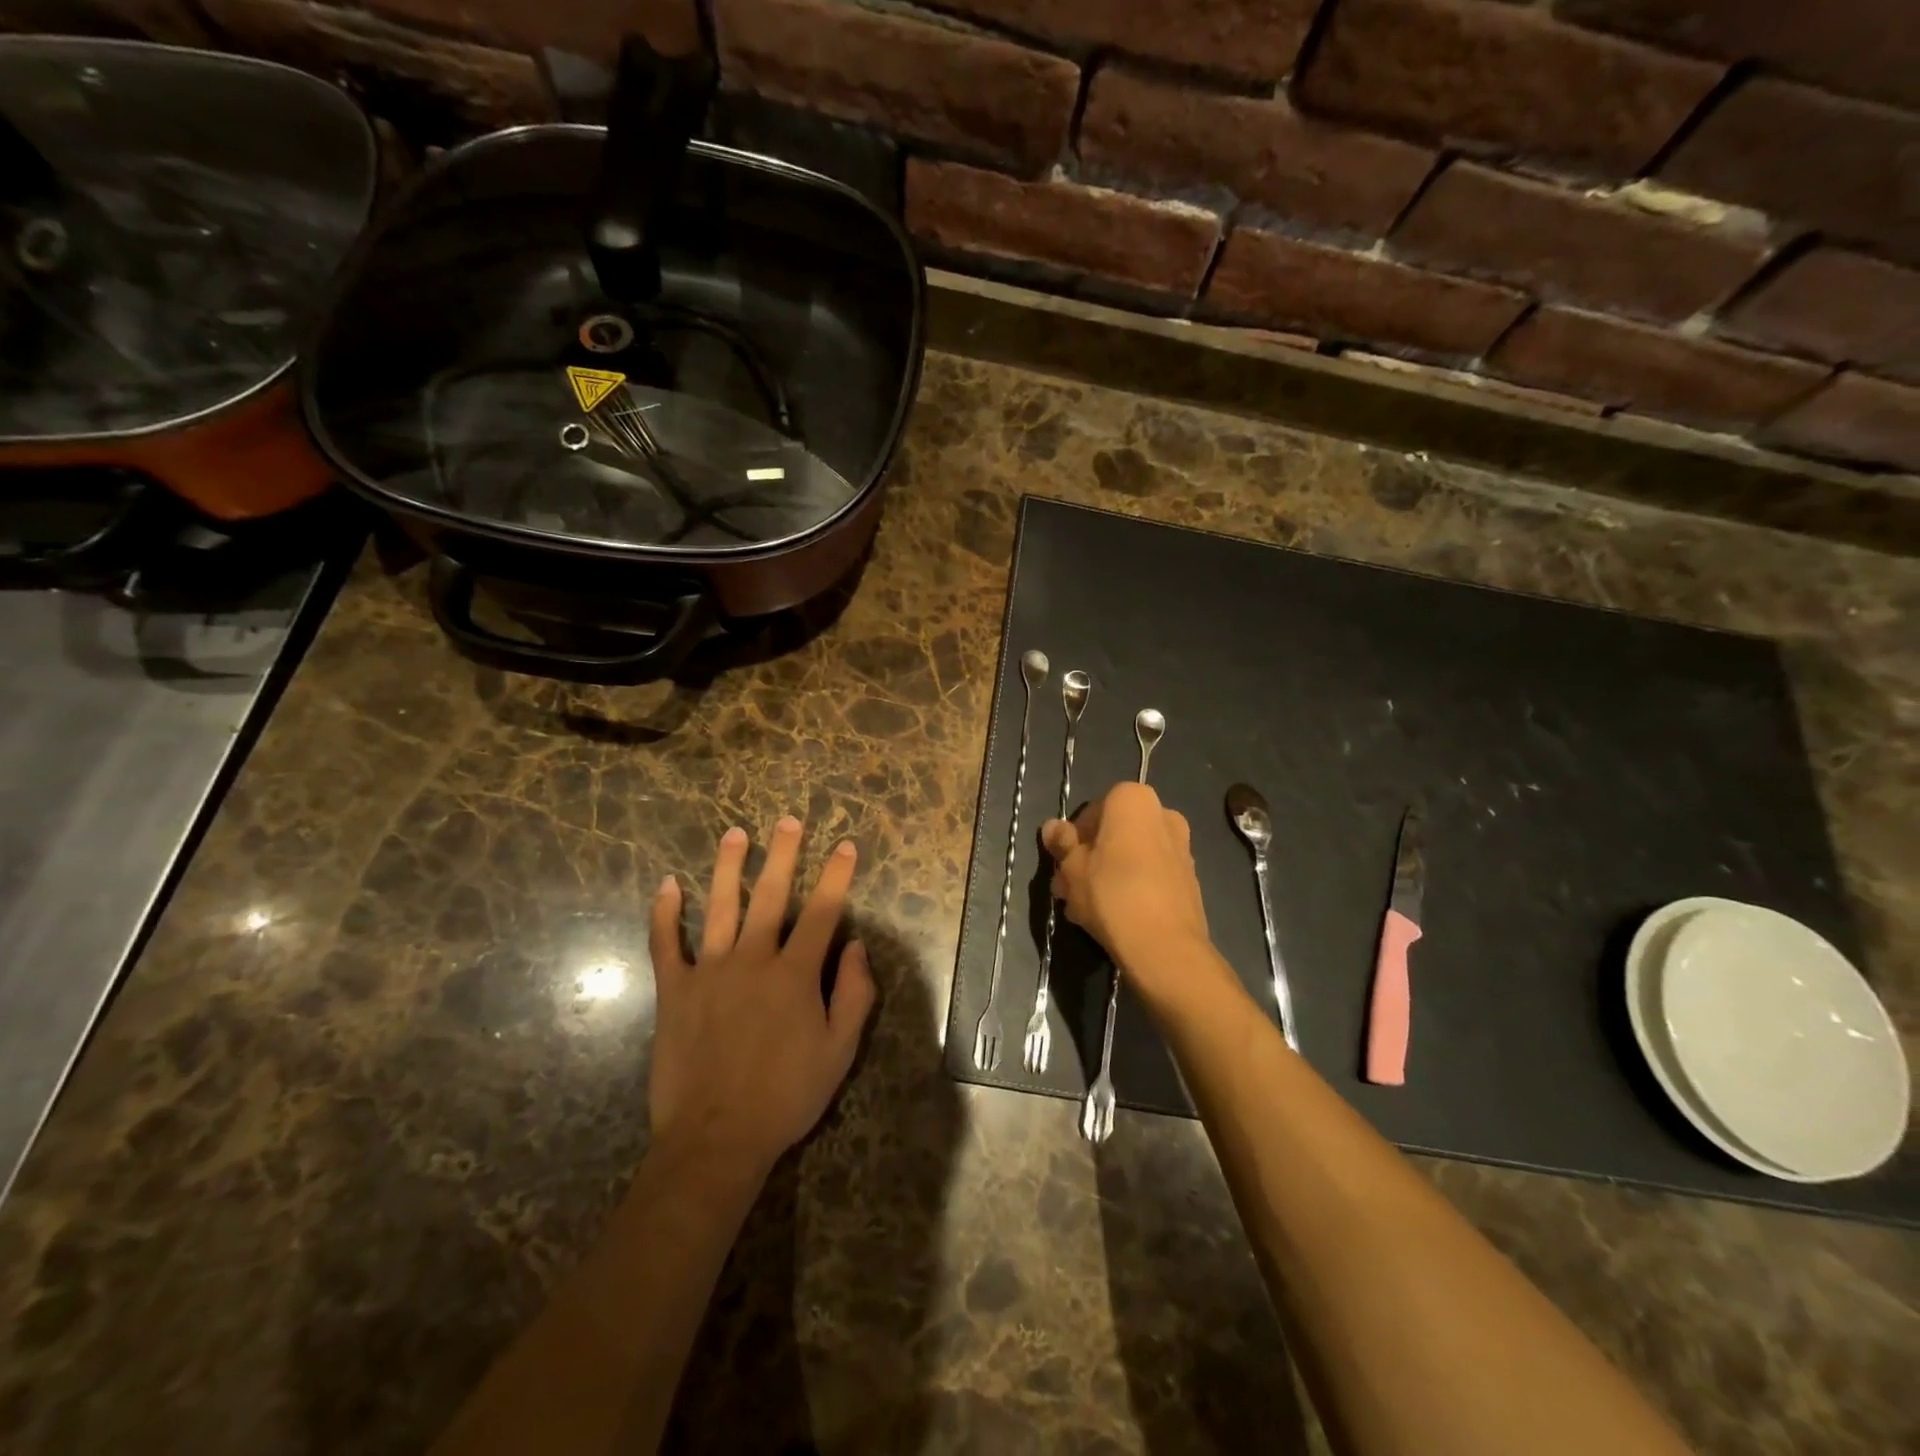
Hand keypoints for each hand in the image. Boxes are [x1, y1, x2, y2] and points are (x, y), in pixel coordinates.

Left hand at [647, 816, 875, 1178]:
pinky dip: (664, 914)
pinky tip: (666, 885)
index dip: (836, 876)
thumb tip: (858, 946)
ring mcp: (709, 971)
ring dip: (728, 868)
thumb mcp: (840, 1051)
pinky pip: (666, 944)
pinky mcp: (675, 990)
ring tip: (734, 834)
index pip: (822, 912)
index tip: (845, 846)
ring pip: (719, 907)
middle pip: (771, 896)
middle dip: (782, 855)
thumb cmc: (786, 1095)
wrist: (717, 1137)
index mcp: (795, 974)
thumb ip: (855, 994)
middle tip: (787, 821)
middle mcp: (753, 959)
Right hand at [1042, 783, 1229, 1016]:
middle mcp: (1163, 814)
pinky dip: (1130, 887)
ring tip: (1083, 909)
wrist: (1165, 947)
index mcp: (1133, 800)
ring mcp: (1181, 847)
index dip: (1073, 837)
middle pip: (1114, 834)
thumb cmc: (1111, 893)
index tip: (1062, 863)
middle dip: (1089, 858)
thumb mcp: (1072, 868)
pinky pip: (1150, 875)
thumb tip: (1052, 826)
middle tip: (1068, 888)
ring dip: (1107, 875)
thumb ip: (1062, 843)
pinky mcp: (1189, 879)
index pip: (1093, 810)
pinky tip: (1111, 916)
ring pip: (1131, 856)